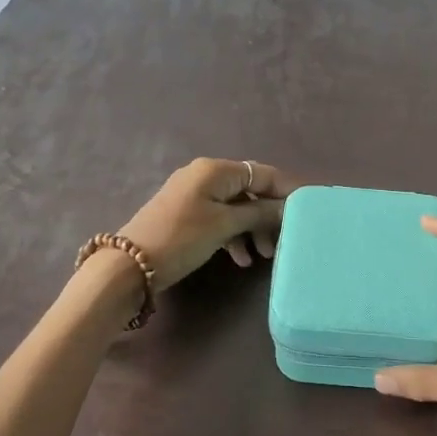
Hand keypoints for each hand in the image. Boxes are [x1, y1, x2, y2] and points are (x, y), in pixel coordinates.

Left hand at [119, 158, 295, 290]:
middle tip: (284, 240)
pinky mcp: (184, 214)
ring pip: (235, 207)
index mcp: (215, 170)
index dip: (286, 190)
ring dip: (252, 228)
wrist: (129, 265)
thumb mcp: (224, 226)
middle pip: (249, 190)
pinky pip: (219, 218)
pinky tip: (240, 258)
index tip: (308, 210)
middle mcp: (204, 175)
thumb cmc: (182, 239)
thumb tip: (287, 207)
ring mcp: (192, 194)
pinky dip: (233, 234)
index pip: (262, 173)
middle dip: (269, 214)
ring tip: (264, 256)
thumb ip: (259, 213)